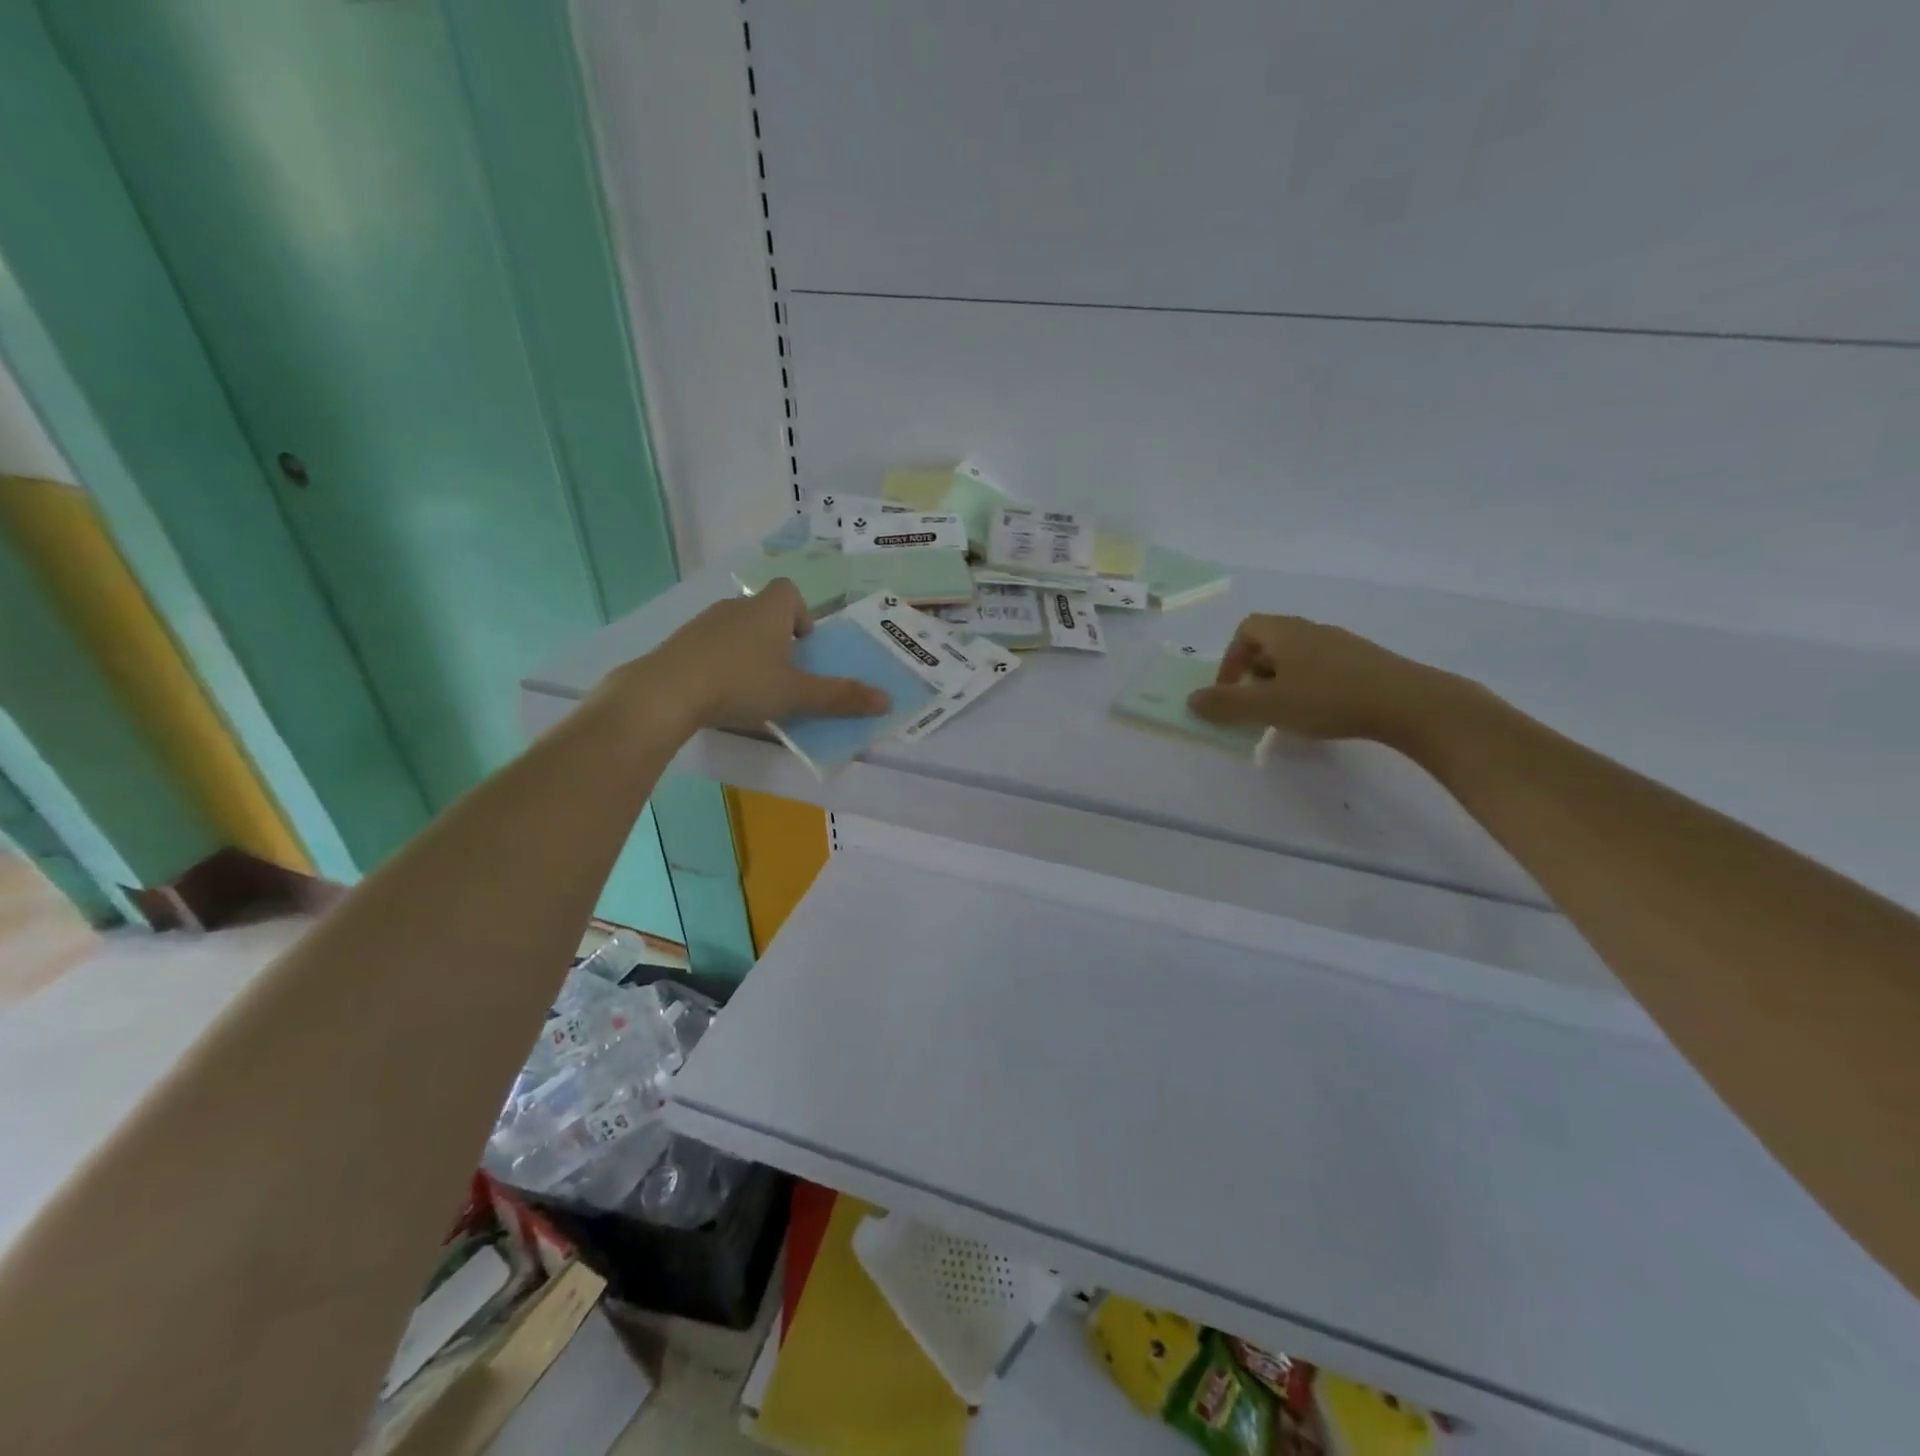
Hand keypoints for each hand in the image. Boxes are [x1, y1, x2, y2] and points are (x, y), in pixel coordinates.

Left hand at [618, 580, 890, 733]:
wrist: (666, 692)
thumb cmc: (741, 684)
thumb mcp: (796, 695)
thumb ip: (840, 697)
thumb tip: (887, 700)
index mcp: (768, 610)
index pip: (789, 591)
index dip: (801, 614)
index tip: (803, 647)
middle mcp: (736, 607)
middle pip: (764, 611)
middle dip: (777, 638)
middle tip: (783, 673)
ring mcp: (703, 623)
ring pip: (736, 629)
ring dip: (749, 651)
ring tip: (752, 687)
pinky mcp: (679, 643)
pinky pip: (710, 646)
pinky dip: (721, 662)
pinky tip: (719, 693)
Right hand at [1186, 614, 1473, 744]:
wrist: (1410, 703)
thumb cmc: (1329, 699)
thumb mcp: (1269, 706)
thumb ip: (1227, 704)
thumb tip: (1191, 699)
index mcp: (1286, 632)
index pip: (1246, 629)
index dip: (1231, 658)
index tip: (1231, 690)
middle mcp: (1312, 630)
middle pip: (1271, 641)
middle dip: (1255, 672)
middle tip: (1255, 704)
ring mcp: (1342, 644)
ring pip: (1298, 656)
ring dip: (1281, 680)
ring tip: (1285, 712)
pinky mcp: (1366, 662)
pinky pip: (1323, 667)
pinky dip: (1309, 685)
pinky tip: (1320, 712)